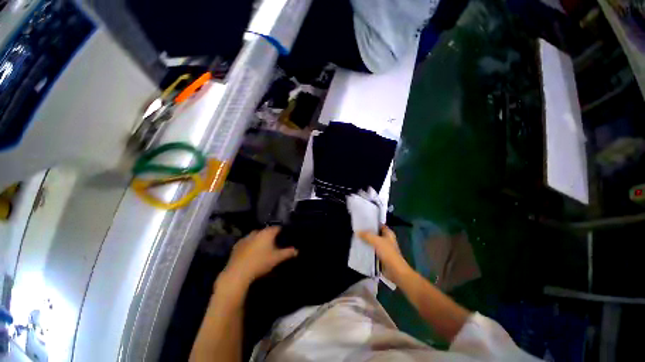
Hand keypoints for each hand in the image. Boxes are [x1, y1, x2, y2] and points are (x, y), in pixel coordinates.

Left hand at [222, 226, 297, 286]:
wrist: (238, 272)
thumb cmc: (260, 262)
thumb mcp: (277, 258)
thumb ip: (288, 253)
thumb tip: (297, 250)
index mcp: (267, 233)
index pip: (277, 228)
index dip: (281, 231)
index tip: (284, 237)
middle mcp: (256, 232)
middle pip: (266, 231)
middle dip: (270, 236)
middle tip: (274, 244)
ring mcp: (245, 238)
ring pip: (256, 236)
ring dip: (260, 239)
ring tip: (263, 248)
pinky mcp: (237, 245)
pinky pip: (247, 242)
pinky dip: (250, 244)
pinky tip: (251, 253)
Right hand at [358, 225, 412, 284]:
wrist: (395, 271)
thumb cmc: (388, 253)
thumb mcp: (376, 241)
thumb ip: (366, 235)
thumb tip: (357, 232)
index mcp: (388, 233)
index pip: (379, 225)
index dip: (371, 223)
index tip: (362, 222)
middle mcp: (386, 239)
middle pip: (375, 233)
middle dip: (367, 232)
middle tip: (357, 230)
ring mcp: (383, 248)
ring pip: (373, 242)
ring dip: (366, 241)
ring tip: (356, 238)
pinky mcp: (380, 256)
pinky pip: (372, 250)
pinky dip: (367, 249)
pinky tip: (359, 248)